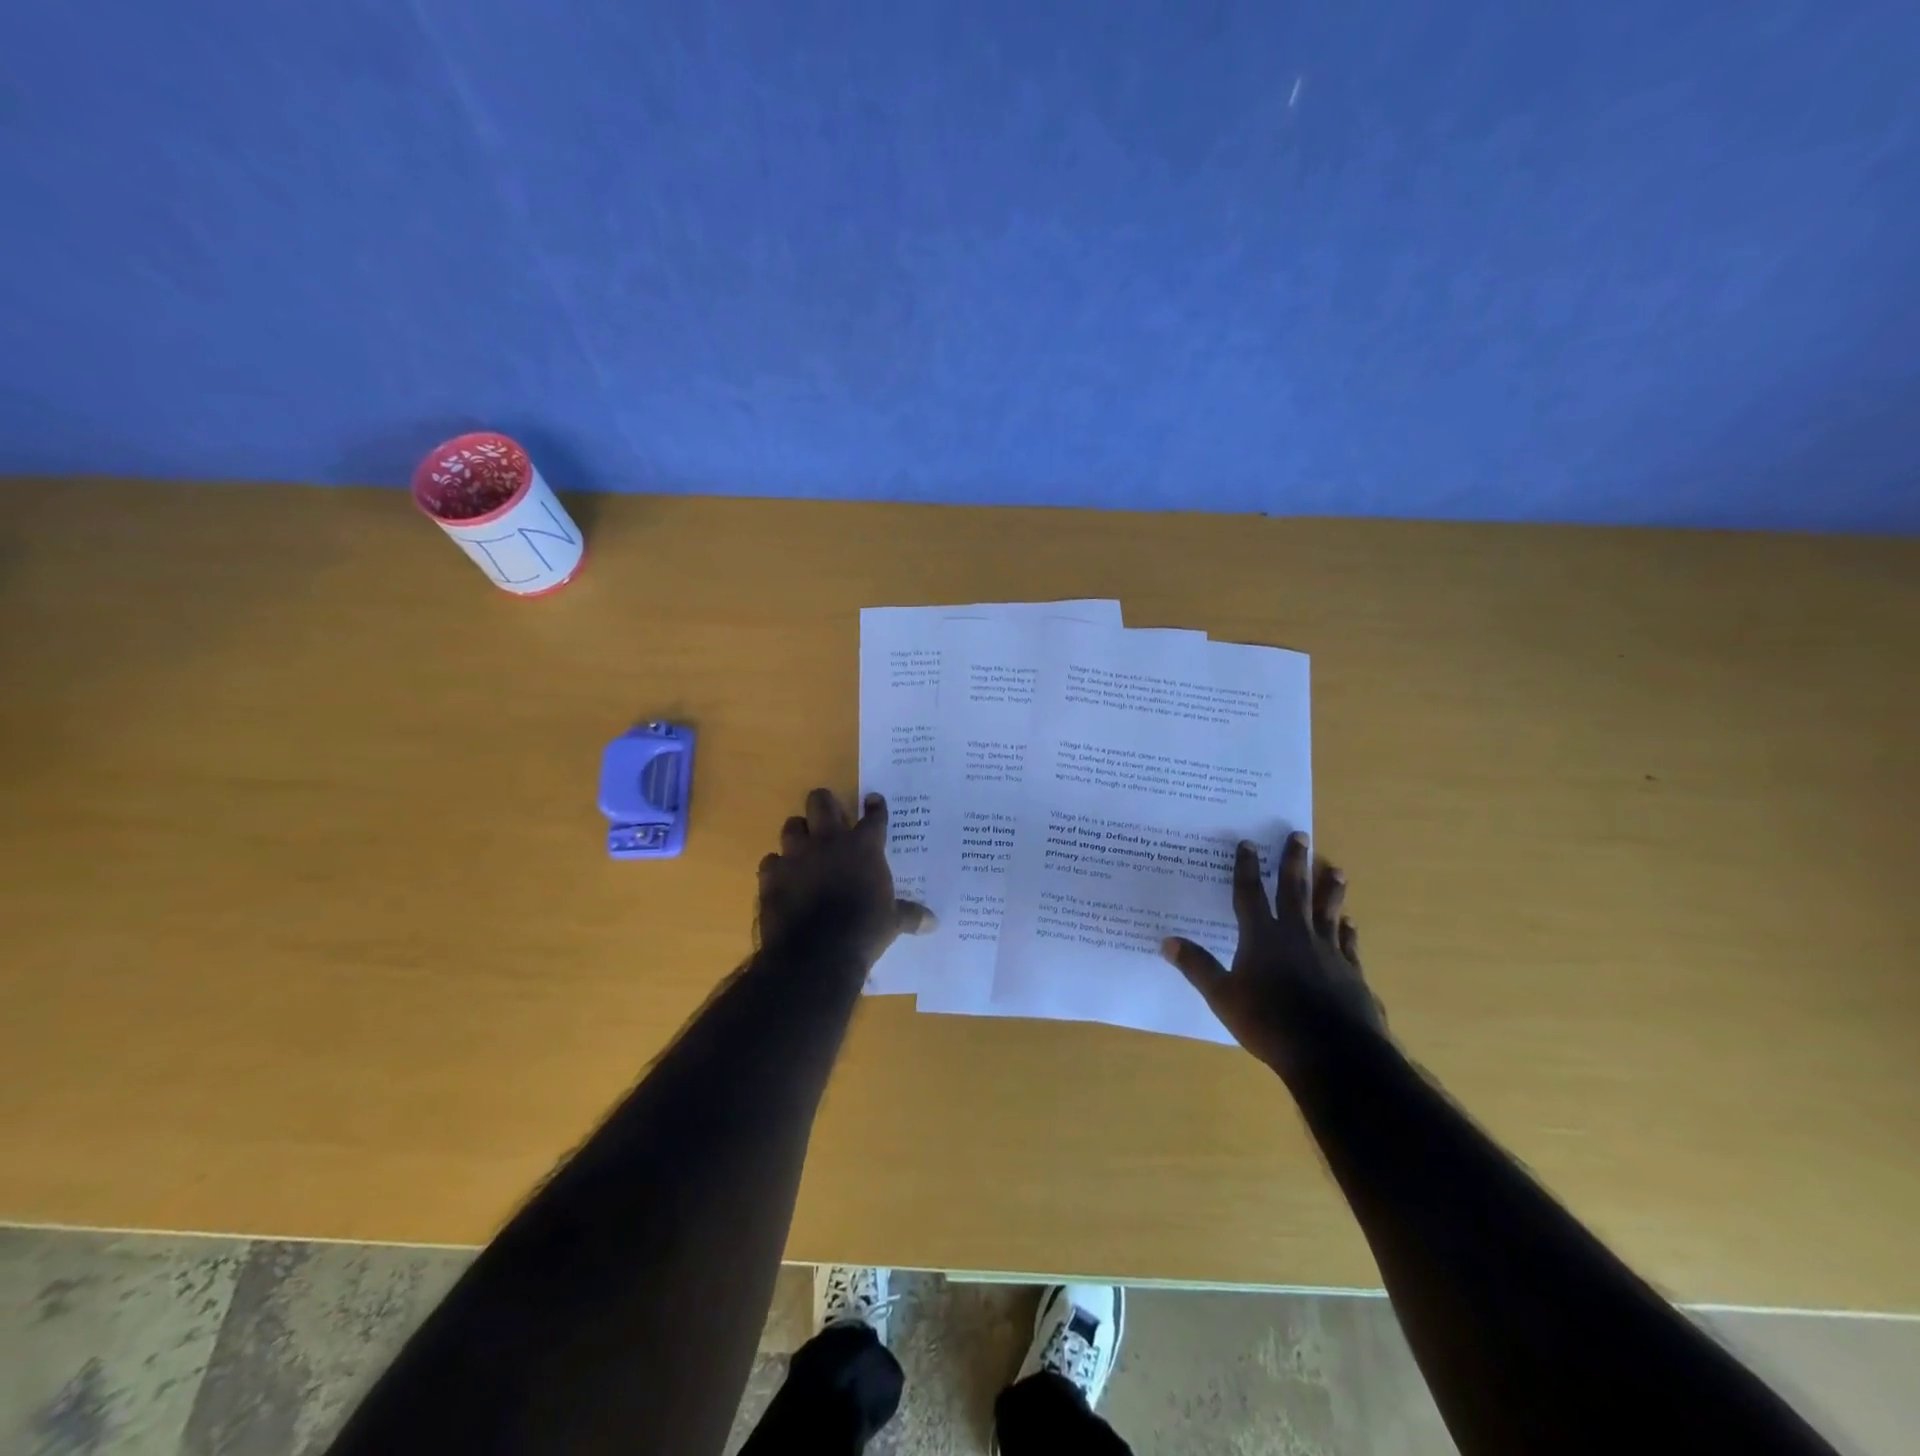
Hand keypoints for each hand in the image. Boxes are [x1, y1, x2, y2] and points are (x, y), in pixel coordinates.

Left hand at [756, 789, 935, 967]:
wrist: (817, 953)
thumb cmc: (863, 931)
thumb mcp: (892, 923)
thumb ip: (910, 915)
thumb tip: (934, 922)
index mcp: (863, 847)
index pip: (873, 816)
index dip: (875, 806)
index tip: (873, 800)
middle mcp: (829, 841)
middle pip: (821, 802)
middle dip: (825, 803)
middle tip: (830, 814)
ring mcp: (796, 855)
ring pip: (791, 825)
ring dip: (798, 833)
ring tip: (804, 845)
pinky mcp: (771, 875)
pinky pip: (771, 861)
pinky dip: (777, 867)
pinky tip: (783, 878)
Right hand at [1161, 832, 1385, 1076]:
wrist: (1332, 1053)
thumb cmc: (1269, 1022)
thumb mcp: (1222, 996)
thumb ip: (1198, 967)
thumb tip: (1166, 941)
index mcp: (1261, 936)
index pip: (1249, 894)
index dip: (1246, 868)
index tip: (1248, 843)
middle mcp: (1295, 934)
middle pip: (1294, 890)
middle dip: (1293, 861)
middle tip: (1299, 835)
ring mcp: (1327, 952)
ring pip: (1327, 911)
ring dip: (1330, 889)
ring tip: (1335, 868)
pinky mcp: (1350, 972)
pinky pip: (1348, 943)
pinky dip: (1348, 930)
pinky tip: (1351, 923)